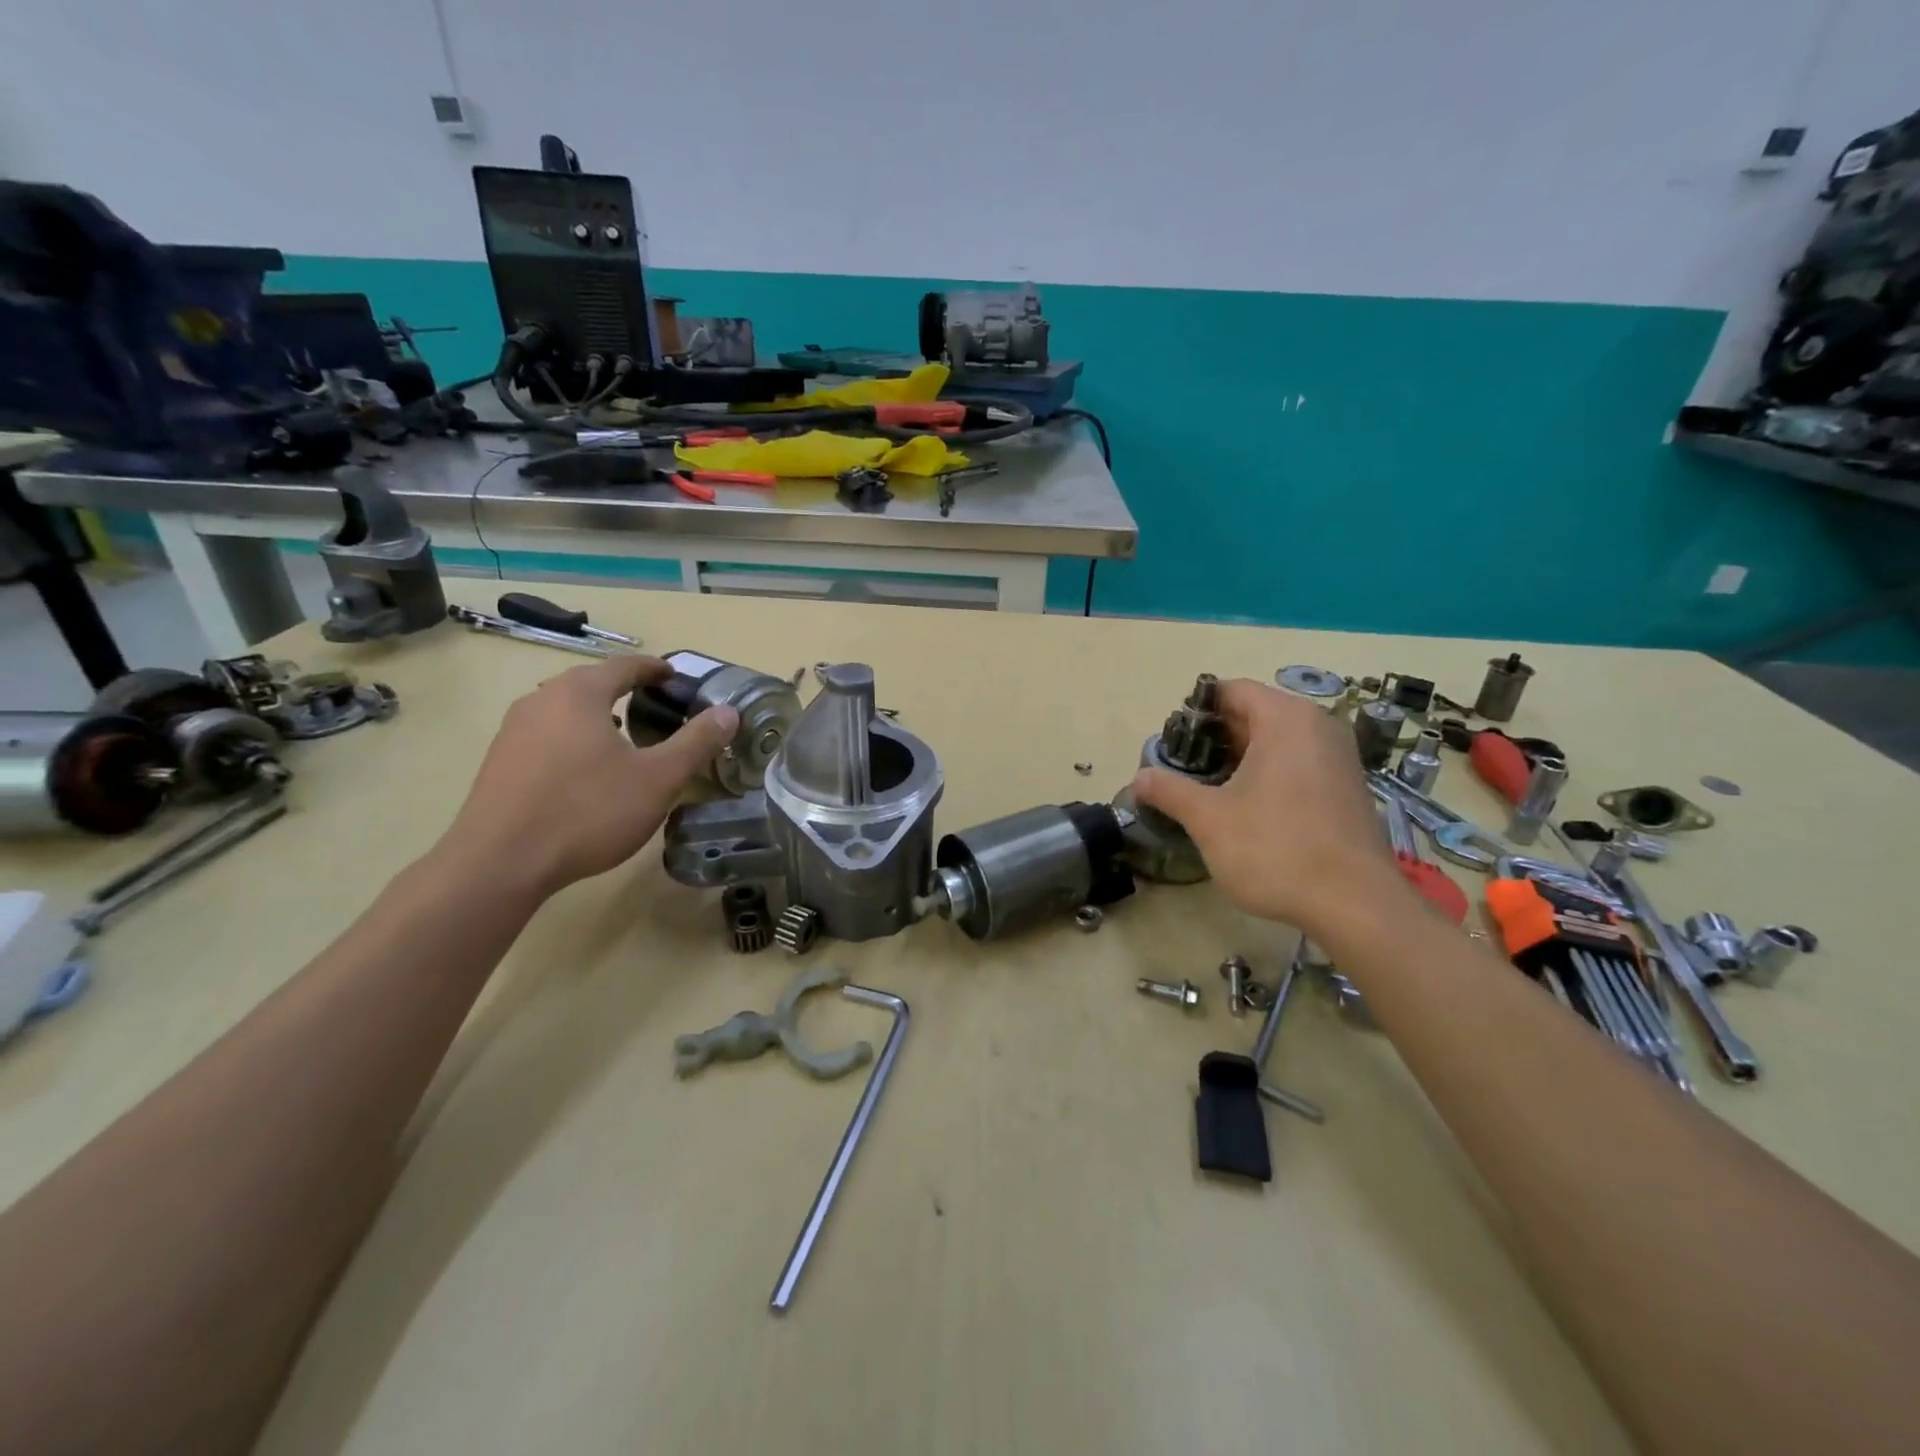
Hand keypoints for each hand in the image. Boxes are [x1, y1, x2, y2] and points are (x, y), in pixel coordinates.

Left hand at [438, 655, 737, 899]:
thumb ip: (696, 742)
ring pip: (566, 710)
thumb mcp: (658, 779)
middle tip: (657, 709)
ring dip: (599, 716)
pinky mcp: (499, 761)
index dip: (654, 669)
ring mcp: (513, 730)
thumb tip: (729, 712)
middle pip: (591, 683)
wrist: (500, 863)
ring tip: (626, 739)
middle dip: (626, 691)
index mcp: (579, 693)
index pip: (624, 666)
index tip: (676, 678)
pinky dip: (575, 739)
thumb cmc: (588, 811)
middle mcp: (541, 700)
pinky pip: (547, 735)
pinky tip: (588, 771)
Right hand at [1131, 678, 1409, 935]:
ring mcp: (1339, 757)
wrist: (1355, 905)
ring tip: (1210, 789)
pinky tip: (1248, 808)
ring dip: (1241, 757)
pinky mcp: (1348, 787)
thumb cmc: (1276, 849)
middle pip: (1255, 713)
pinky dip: (1270, 773)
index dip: (1196, 711)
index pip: (1232, 690)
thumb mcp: (1209, 820)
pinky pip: (1299, 762)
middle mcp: (1318, 726)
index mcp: (1286, 719)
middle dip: (1216, 736)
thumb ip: (1169, 791)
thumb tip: (1137, 778)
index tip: (1172, 742)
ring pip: (1278, 740)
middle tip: (1183, 768)